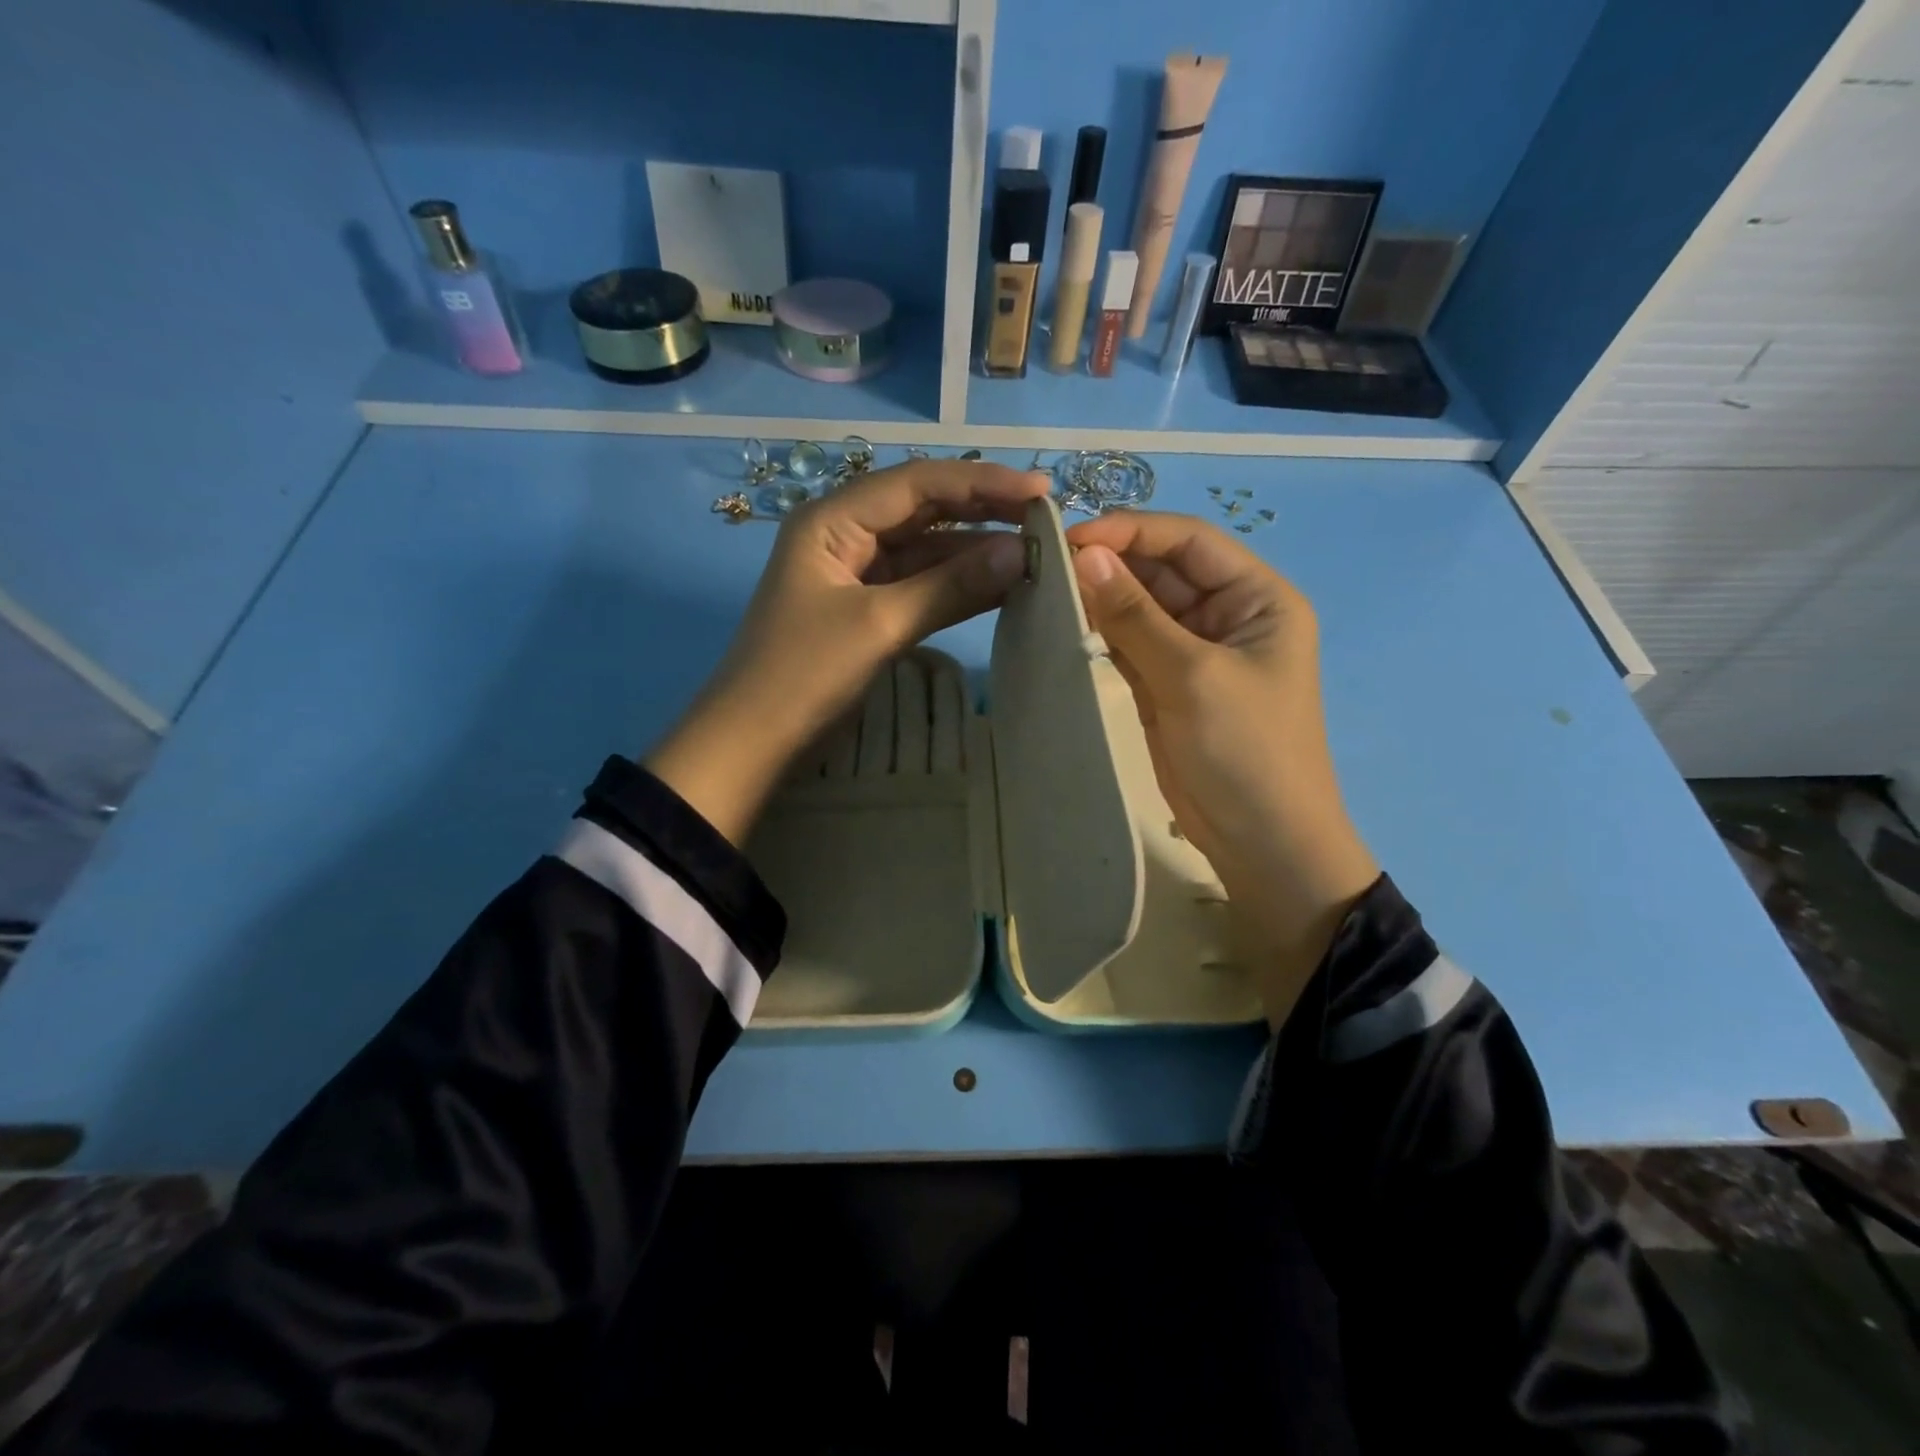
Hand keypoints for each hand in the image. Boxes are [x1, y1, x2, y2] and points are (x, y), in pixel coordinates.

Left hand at [648, 459, 1049, 844]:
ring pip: (926, 550)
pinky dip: (958, 586)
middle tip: (1046, 518)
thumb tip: (1021, 554)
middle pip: (924, 510)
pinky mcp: (868, 610)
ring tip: (1036, 552)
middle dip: (983, 511)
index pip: (917, 484)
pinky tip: (1001, 585)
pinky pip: (920, 586)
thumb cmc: (804, 674)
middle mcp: (846, 534)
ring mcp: (857, 574)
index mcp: (834, 519)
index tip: (1041, 492)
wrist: (754, 742)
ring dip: (975, 551)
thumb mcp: (880, 625)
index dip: (982, 482)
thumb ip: (950, 586)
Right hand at [1067, 512, 1378, 1027]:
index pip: (1190, 542)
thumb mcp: (1191, 675)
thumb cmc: (1244, 752)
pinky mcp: (1168, 686)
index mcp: (1257, 597)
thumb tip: (1083, 555)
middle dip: (1110, 565)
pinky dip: (1101, 635)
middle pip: (1162, 571)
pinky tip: (1063, 625)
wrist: (1262, 844)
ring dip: (1100, 599)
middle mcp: (1228, 615)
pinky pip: (1131, 645)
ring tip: (1045, 590)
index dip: (1132, 532)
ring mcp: (1195, 652)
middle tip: (1046, 566)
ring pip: (1141, 608)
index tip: (1071, 538)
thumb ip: (1135, 614)